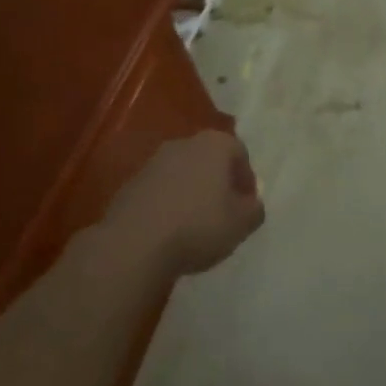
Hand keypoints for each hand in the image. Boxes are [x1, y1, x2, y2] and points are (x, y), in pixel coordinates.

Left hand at [102, 131, 265, 277]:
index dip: (247, 180)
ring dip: (191, 192)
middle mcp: (184, 143)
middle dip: (218, 182)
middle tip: (224, 213)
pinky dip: (168, 204)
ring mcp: (154, 161)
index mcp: (215, 144)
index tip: (247, 206)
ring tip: (195, 225)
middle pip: (209, 159)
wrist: (134, 243)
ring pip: (183, 173)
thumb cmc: (198, 226)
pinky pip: (160, 190)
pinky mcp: (131, 183)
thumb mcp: (241, 224)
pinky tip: (169, 230)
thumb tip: (252, 204)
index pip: (240, 153)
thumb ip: (254, 210)